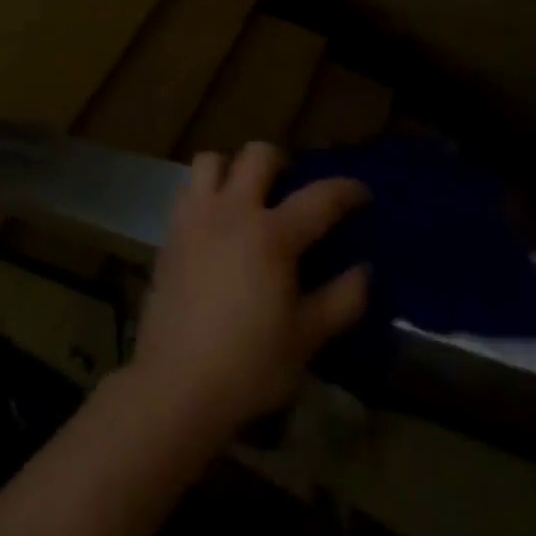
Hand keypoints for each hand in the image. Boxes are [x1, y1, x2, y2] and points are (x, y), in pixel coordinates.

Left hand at [131, 141, 369, 438]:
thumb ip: (341, 301)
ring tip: (245, 195)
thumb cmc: (250, 364)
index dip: (345, 190)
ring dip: (232, 168)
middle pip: (257, 155)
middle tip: (291, 186)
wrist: (178, 380)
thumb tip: (364, 270)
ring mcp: (196, 215)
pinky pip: (187, 187)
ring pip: (211, 160)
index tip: (361, 191)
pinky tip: (215, 219)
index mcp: (271, 236)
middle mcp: (232, 211)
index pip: (318, 198)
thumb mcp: (306, 339)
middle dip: (281, 161)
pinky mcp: (171, 229)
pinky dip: (205, 189)